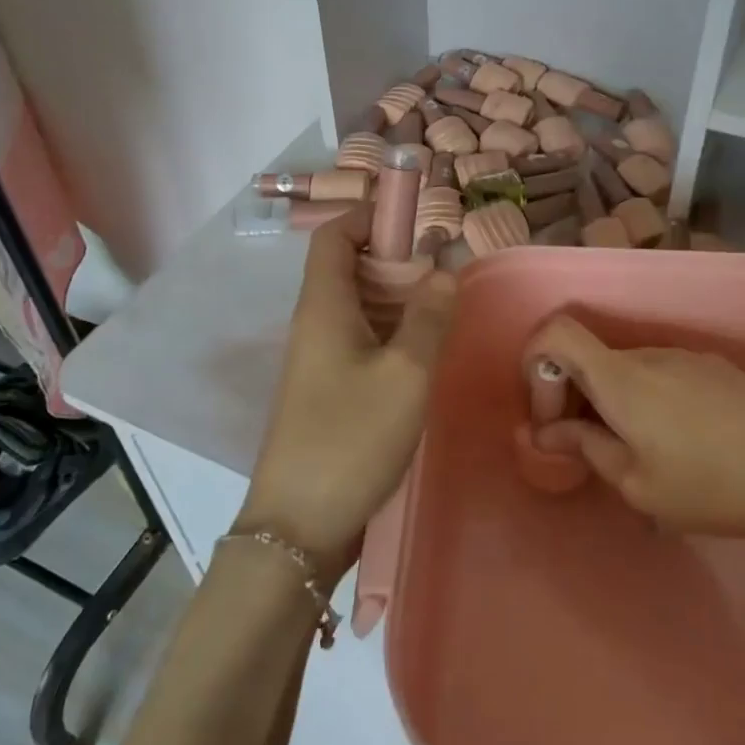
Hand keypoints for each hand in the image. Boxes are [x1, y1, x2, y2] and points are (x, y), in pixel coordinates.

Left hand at [236, 209, 455, 574]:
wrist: (298, 527)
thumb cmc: (351, 439)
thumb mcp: (404, 374)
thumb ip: (429, 316)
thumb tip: (445, 269)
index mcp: (322, 306)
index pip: (334, 236)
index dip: (370, 216)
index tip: (418, 220)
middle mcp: (314, 324)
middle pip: (349, 267)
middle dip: (396, 257)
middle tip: (446, 267)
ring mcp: (318, 359)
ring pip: (358, 307)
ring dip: (398, 297)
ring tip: (445, 303)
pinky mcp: (327, 389)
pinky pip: (361, 340)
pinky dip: (392, 331)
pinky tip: (425, 350)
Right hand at [523, 315, 744, 543]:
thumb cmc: (712, 485)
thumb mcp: (638, 485)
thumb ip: (587, 449)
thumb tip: (548, 433)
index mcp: (620, 378)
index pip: (556, 333)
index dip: (537, 365)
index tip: (552, 416)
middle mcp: (646, 354)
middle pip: (589, 358)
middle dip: (575, 398)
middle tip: (591, 450)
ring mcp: (683, 357)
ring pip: (626, 370)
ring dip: (614, 403)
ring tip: (644, 456)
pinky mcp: (712, 367)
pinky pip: (660, 375)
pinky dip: (648, 401)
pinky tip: (683, 445)